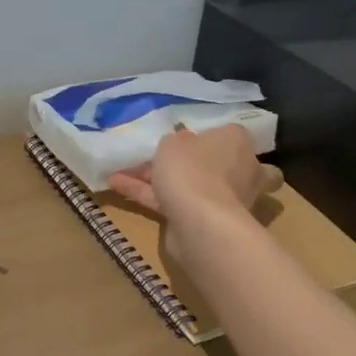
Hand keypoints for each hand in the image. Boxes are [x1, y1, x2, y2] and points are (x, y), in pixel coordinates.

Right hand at [107, 125, 282, 222]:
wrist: (200, 222)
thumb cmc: (192, 168)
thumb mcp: (174, 141)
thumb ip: (176, 141)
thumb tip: (182, 144)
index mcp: (238, 143)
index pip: (224, 134)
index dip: (200, 135)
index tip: (177, 137)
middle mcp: (239, 170)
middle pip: (203, 162)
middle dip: (175, 161)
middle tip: (146, 156)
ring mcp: (223, 198)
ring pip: (186, 184)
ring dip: (153, 178)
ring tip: (118, 171)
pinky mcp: (205, 220)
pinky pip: (174, 202)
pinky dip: (148, 194)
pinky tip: (116, 185)